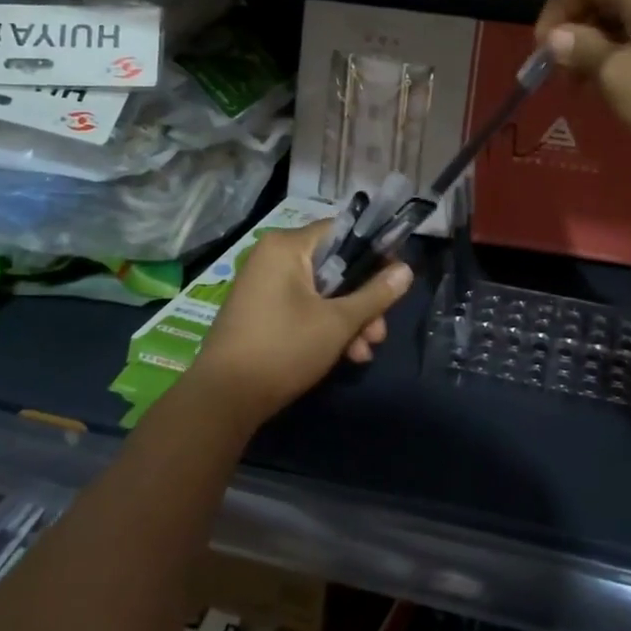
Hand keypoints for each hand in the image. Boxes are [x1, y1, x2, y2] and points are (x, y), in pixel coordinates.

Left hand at [185, 222, 412, 425]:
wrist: (223, 399)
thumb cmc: (284, 349)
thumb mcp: (338, 322)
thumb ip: (375, 294)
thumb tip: (406, 269)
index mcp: (287, 246)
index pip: (342, 231)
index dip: (374, 252)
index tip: (396, 278)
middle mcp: (272, 257)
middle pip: (335, 267)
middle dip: (363, 301)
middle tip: (379, 332)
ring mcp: (264, 285)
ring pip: (322, 292)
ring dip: (349, 320)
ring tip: (364, 353)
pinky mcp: (261, 311)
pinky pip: (304, 307)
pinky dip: (325, 326)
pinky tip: (346, 356)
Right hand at [535, 0, 630, 163]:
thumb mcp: (616, 75)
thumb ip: (580, 49)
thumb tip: (556, 37)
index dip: (554, 12)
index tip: (541, 53)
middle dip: (576, 30)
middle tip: (560, 74)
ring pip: (627, 14)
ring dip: (598, 44)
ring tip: (585, 85)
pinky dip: (625, 49)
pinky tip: (616, 83)